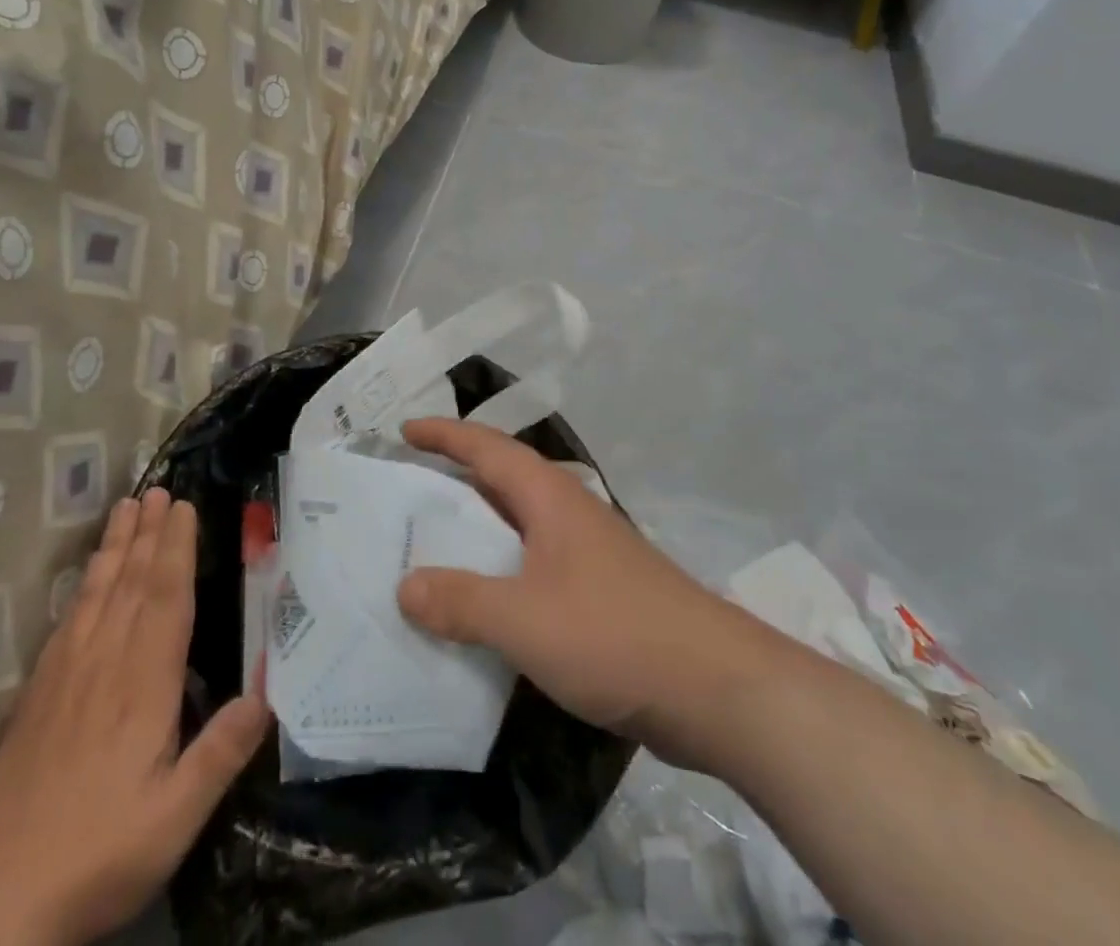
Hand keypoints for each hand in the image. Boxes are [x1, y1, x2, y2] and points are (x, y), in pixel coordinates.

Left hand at [0, 490, 268, 945]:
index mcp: (143, 687)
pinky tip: (89, 573)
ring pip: (97, 593)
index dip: (175, 550)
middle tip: (159, 488)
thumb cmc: (99, 856)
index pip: (164, 600)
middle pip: (130, 583)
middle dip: (148, 533)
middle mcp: (105, 666)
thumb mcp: (175, 819)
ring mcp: (66, 677)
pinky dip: (83, 584)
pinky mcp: (39, 695)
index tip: (184, 507)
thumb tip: (267, 693)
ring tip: (127, 506)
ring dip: (116, 546)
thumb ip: (221, 754)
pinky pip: (68, 620)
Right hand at [395, 419, 759, 767]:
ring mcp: (586, 554)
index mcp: (549, 498)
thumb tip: (405, 585)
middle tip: (403, 492)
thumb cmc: (615, 634)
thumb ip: (461, 602)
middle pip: (500, 481)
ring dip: (475, 532)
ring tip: (427, 548)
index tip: (403, 431)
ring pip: (516, 528)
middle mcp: (566, 514)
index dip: (444, 435)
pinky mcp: (597, 594)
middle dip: (453, 480)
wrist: (716, 689)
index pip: (486, 448)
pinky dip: (498, 575)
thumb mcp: (524, 619)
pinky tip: (479, 607)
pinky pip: (531, 569)